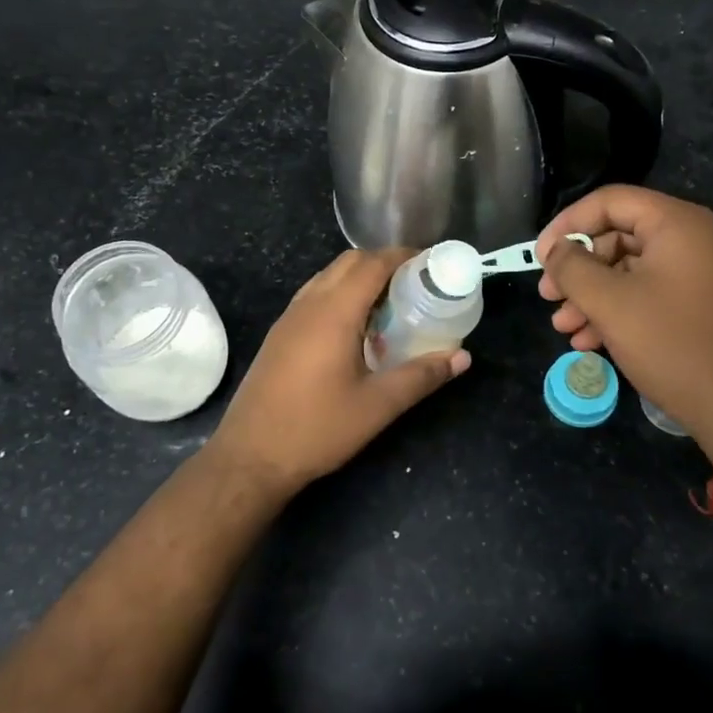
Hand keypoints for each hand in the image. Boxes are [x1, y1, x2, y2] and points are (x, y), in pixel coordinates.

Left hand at [207, 249, 468, 490]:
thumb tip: (462, 357)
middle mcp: (309, 304)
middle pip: (349, 262)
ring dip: (360, 278)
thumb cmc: (317, 428)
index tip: (432, 263)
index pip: (372, 264)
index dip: (404, 256)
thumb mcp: (377, 405)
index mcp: (334, 312)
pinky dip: (341, 294)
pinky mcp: (279, 334)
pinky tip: (357, 328)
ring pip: (328, 277)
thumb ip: (422, 376)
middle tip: (416, 283)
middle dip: (384, 262)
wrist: (250, 456)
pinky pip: (315, 295)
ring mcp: (289, 318)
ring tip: (391, 303)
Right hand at [538, 186, 712, 466]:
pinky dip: (625, 311)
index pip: (610, 201)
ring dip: (595, 296)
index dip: (567, 224)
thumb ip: (572, 268)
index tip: (540, 258)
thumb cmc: (674, 346)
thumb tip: (556, 251)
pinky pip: (659, 294)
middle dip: (579, 269)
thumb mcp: (610, 304)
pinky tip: (594, 342)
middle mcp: (701, 239)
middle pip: (622, 237)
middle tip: (549, 298)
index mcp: (680, 224)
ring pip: (637, 271)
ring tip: (565, 329)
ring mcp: (712, 273)